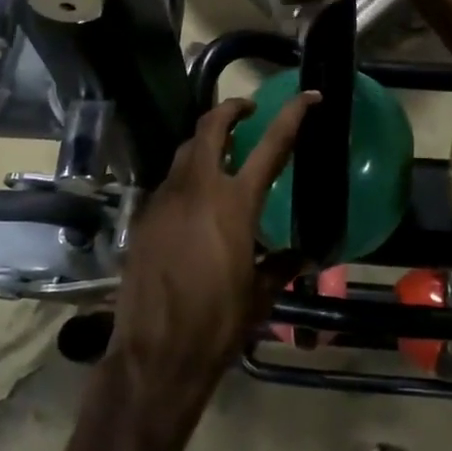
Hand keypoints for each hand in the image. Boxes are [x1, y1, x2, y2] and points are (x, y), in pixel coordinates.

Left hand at [106, 94, 316, 424]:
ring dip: (206, 140)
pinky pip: (169, 181)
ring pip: (185, 150)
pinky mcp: (143, 217)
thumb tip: (304, 254)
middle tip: (249, 110)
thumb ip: (282, 265)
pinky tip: (195, 200)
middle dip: (232, 108)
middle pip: (212, 126)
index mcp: (235, 203)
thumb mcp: (260, 294)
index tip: (309, 96)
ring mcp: (164, 199)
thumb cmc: (218, 324)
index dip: (292, 114)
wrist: (156, 354)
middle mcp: (197, 189)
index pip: (271, 144)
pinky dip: (187, 175)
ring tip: (223, 151)